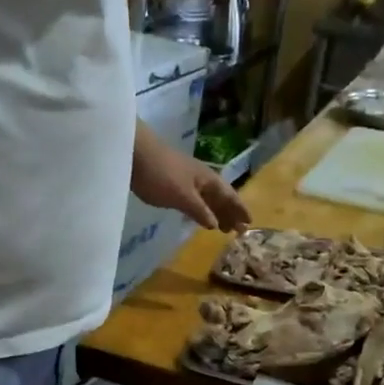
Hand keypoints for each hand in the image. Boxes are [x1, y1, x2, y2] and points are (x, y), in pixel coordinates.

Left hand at [132, 136, 250, 232]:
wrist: (134, 153)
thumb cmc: (161, 175)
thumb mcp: (183, 197)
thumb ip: (200, 211)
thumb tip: (216, 224)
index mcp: (208, 179)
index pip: (229, 196)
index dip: (239, 210)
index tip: (249, 224)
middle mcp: (201, 178)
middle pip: (220, 197)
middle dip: (230, 213)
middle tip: (237, 231)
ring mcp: (186, 179)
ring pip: (207, 198)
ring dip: (216, 212)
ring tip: (221, 227)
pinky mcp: (172, 182)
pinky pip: (194, 198)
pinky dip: (200, 209)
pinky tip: (198, 215)